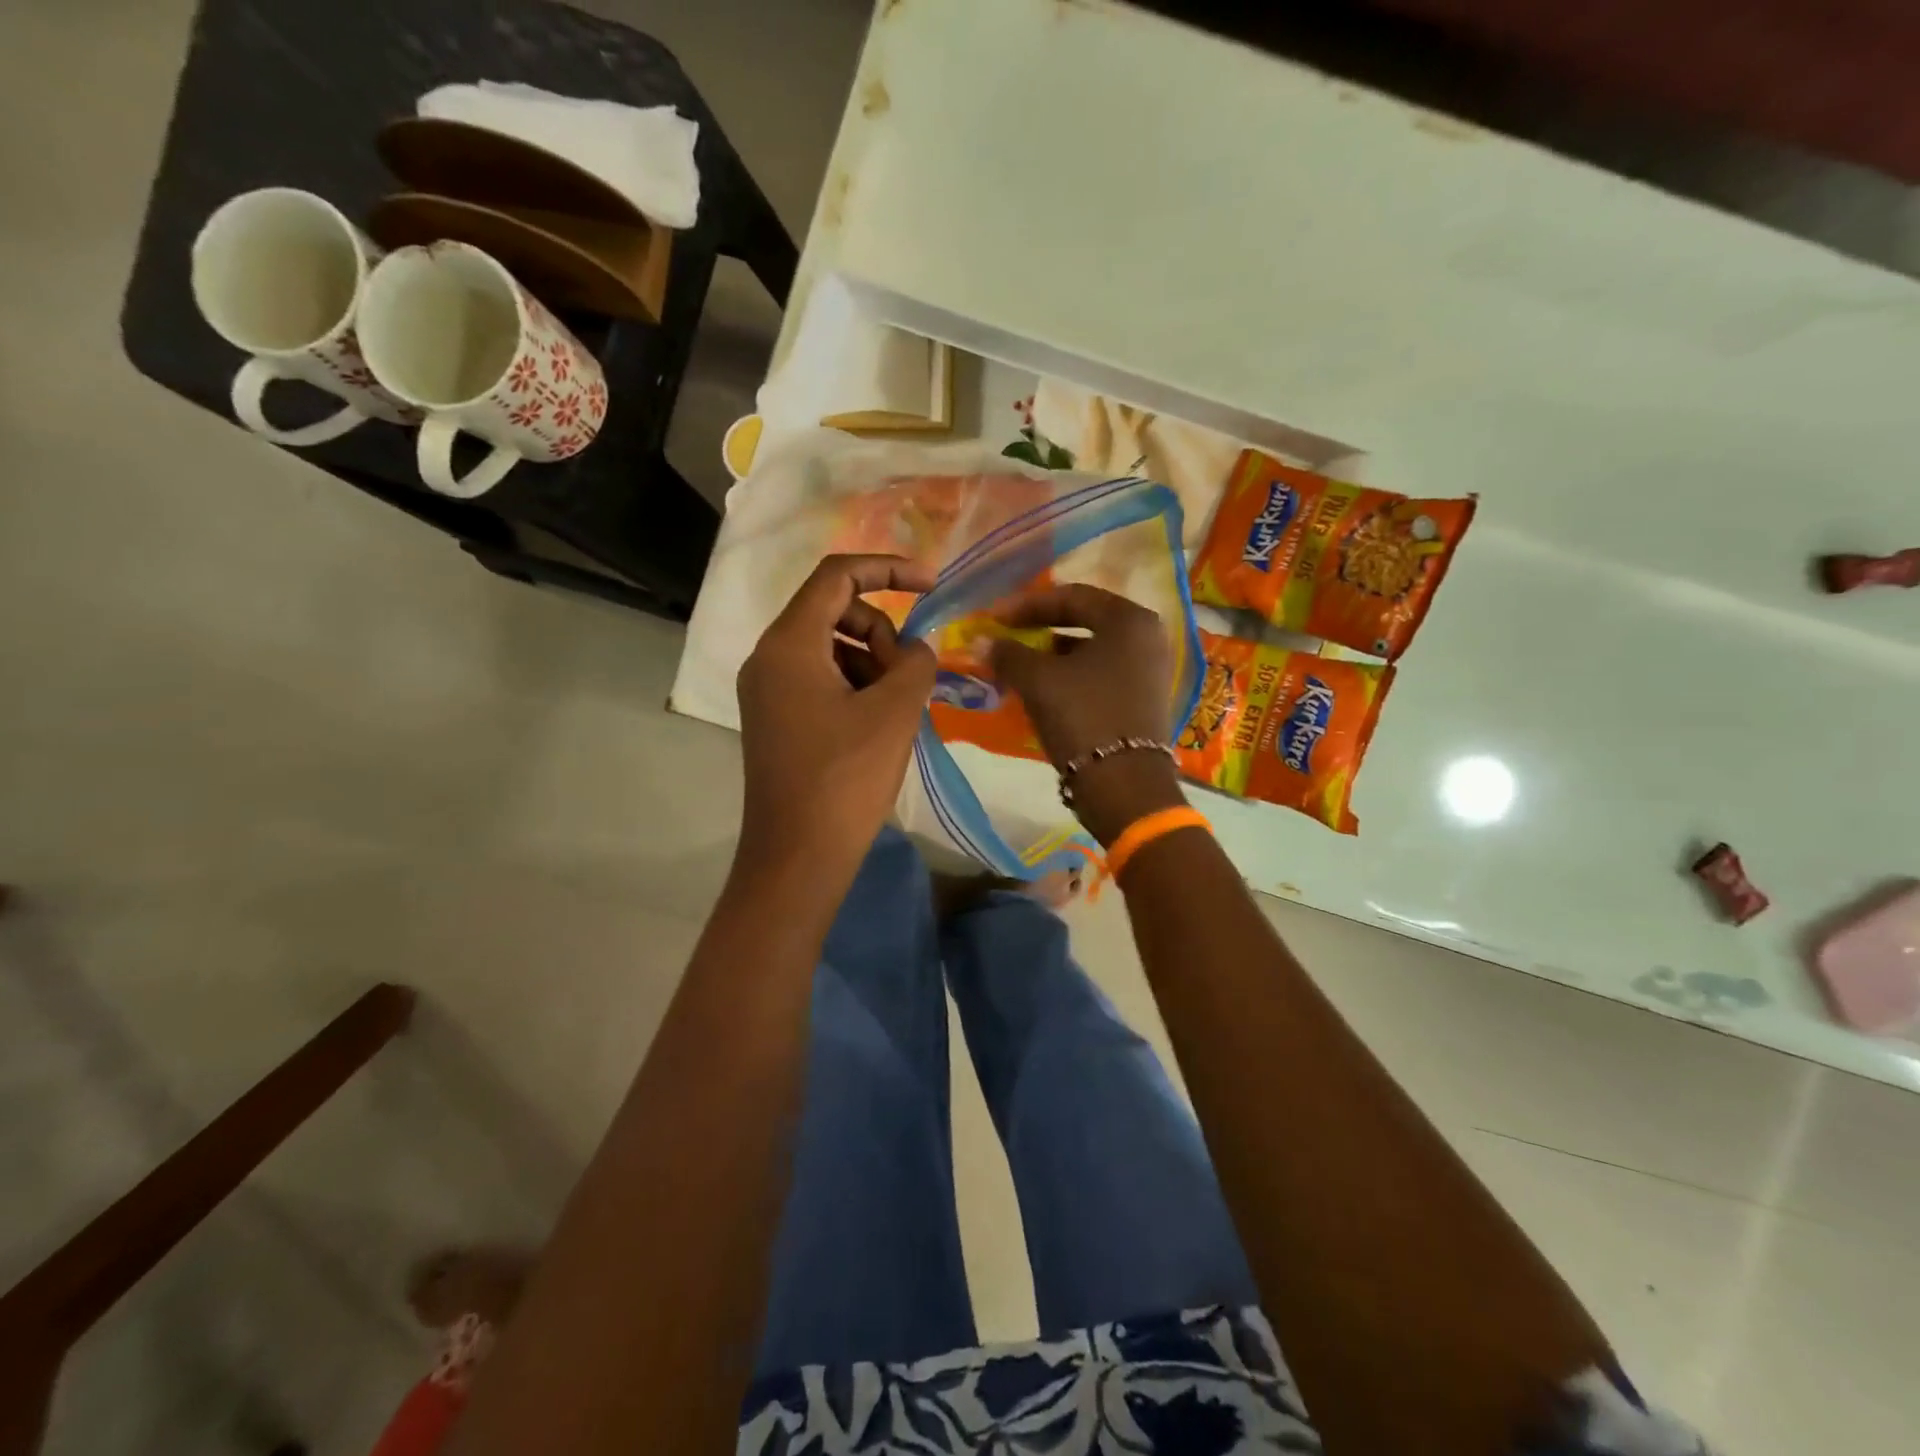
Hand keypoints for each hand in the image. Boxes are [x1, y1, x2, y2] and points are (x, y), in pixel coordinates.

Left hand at [736, 554, 937, 880]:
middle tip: (909, 679)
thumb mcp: (895, 711)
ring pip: (832, 648)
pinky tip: (878, 725)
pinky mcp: (777, 718)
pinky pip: (821, 679)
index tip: (932, 585)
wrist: (798, 857)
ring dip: (873, 664)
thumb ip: (916, 661)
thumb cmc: (845, 779)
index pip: (837, 576)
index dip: (888, 568)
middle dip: (883, 633)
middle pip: (836, 612)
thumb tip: (916, 650)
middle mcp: (769, 657)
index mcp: (789, 644)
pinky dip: (856, 687)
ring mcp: (769, 690)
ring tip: (896, 710)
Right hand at [989, 585, 1186, 845]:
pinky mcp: (1144, 700)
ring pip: (1091, 651)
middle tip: (1005, 637)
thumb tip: (981, 640)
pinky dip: (1070, 676)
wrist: (1124, 787)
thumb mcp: (1038, 680)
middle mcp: (1147, 637)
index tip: (994, 617)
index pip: (1071, 596)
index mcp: (1129, 620)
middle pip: (1084, 621)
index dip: (1026, 605)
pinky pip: (1100, 675)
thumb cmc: (1083, 718)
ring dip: (1052, 655)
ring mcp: (1150, 670)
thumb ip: (1008, 653)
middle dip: (1039, 629)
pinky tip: (1042, 690)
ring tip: (1018, 665)